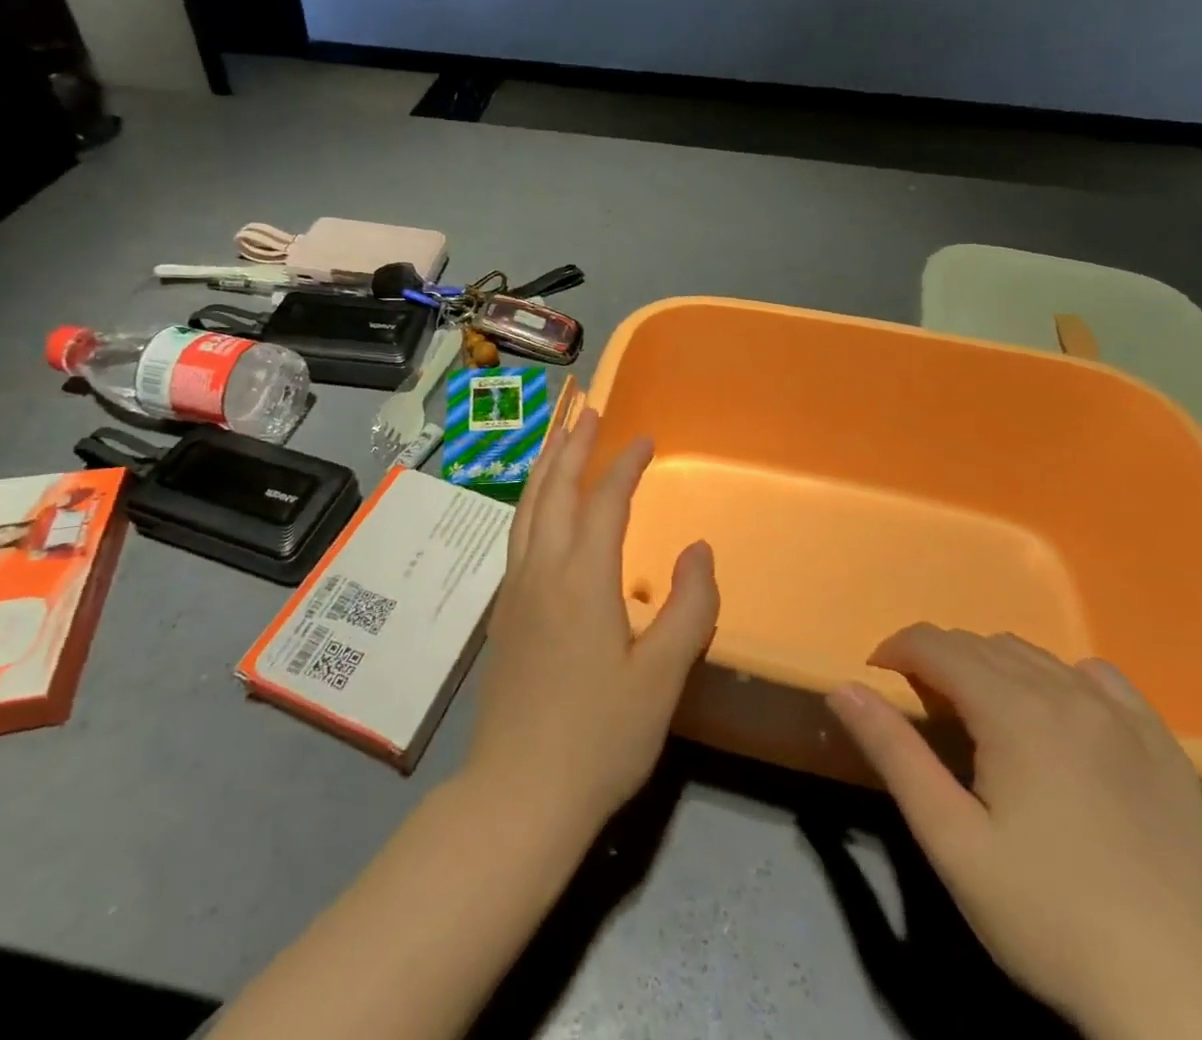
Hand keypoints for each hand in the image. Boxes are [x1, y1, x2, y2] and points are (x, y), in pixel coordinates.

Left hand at [465, 408, 719, 838]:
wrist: (519, 794)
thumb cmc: (600, 738)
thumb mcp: (663, 678)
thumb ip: (689, 607)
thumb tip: (698, 547)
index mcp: (582, 579)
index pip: (604, 502)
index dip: (624, 465)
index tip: (643, 438)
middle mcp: (542, 570)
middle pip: (553, 489)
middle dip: (571, 444)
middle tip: (588, 409)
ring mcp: (515, 590)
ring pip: (526, 508)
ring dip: (544, 466)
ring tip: (558, 437)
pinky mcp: (503, 613)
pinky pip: (516, 533)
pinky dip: (530, 501)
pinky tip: (538, 508)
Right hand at [829, 626, 1201, 1039]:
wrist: (1176, 997)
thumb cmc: (1045, 915)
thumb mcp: (950, 839)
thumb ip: (894, 752)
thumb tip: (842, 687)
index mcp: (1015, 711)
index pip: (937, 645)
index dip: (896, 651)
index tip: (877, 679)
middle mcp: (1068, 695)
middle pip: (982, 644)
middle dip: (938, 660)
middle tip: (922, 707)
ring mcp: (1123, 718)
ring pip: (1035, 656)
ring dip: (992, 667)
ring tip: (980, 714)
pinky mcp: (1163, 747)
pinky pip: (1099, 679)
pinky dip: (1061, 678)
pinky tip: (1056, 716)